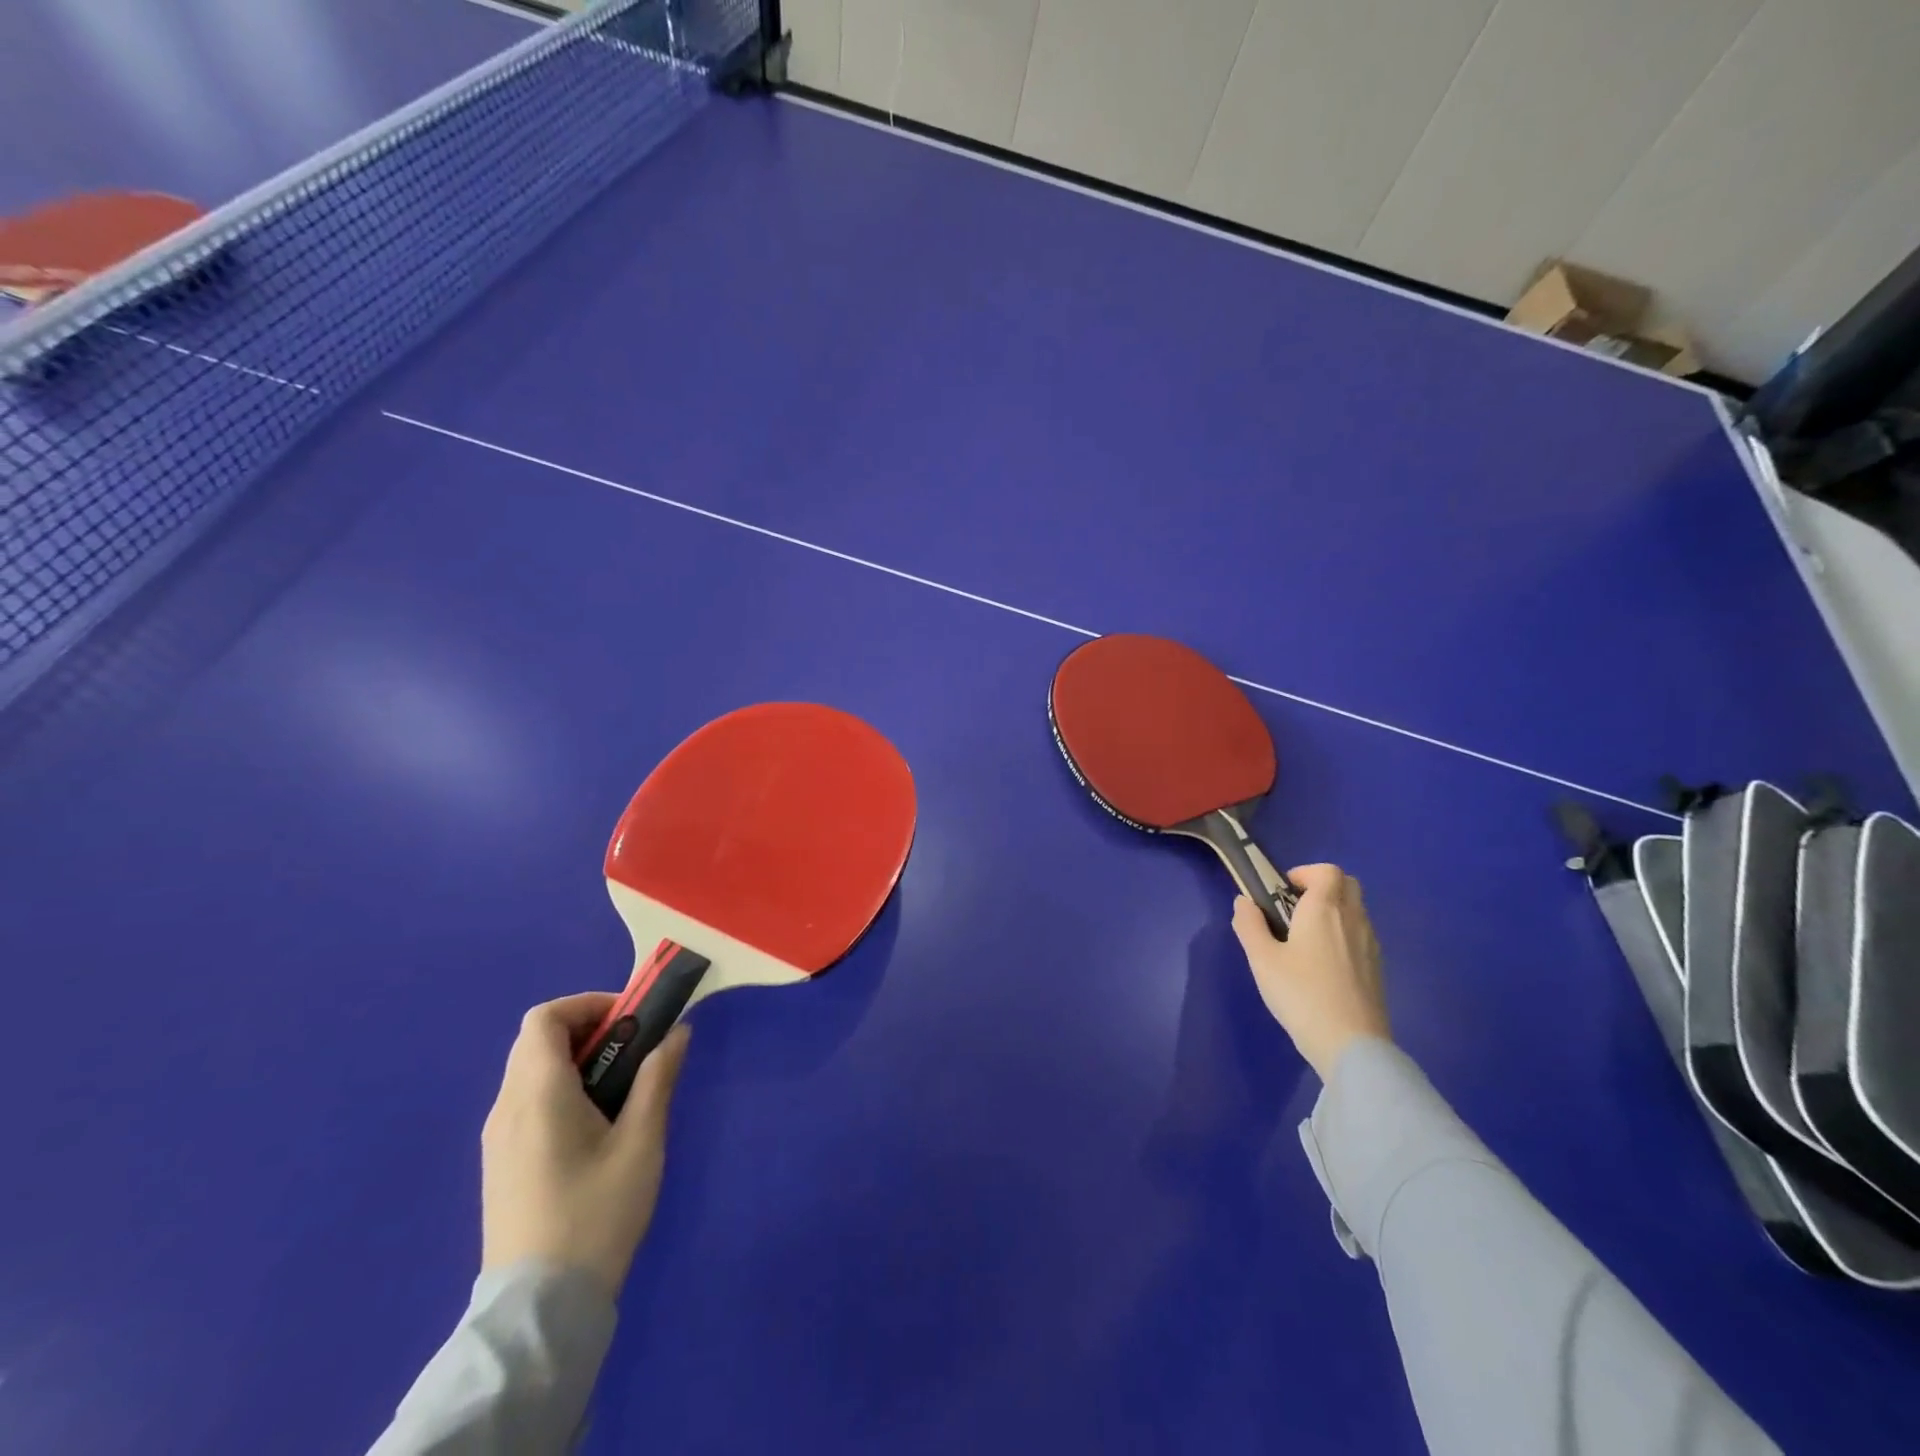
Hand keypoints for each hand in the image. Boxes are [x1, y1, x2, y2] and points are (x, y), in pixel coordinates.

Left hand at [481, 992, 691, 1295]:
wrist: (540, 1310)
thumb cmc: (596, 1214)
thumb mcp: (641, 1142)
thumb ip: (657, 1078)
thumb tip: (676, 1031)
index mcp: (537, 1094)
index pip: (545, 1018)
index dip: (588, 1005)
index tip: (630, 1021)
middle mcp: (506, 1108)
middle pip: (536, 1040)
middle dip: (587, 1030)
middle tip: (633, 1049)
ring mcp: (497, 1139)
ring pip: (530, 1071)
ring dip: (575, 1059)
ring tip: (621, 1087)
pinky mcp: (499, 1164)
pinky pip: (526, 1101)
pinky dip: (560, 1088)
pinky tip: (594, 1125)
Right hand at [1232, 863, 1389, 1080]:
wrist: (1351, 1044)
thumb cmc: (1301, 994)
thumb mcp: (1262, 960)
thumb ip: (1250, 925)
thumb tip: (1244, 901)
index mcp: (1324, 909)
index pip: (1326, 871)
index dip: (1304, 873)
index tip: (1282, 892)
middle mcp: (1353, 919)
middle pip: (1347, 884)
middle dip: (1321, 887)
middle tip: (1294, 909)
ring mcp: (1370, 944)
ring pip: (1356, 909)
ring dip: (1334, 910)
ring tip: (1305, 939)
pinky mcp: (1377, 968)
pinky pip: (1361, 934)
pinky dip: (1344, 933)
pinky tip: (1324, 964)